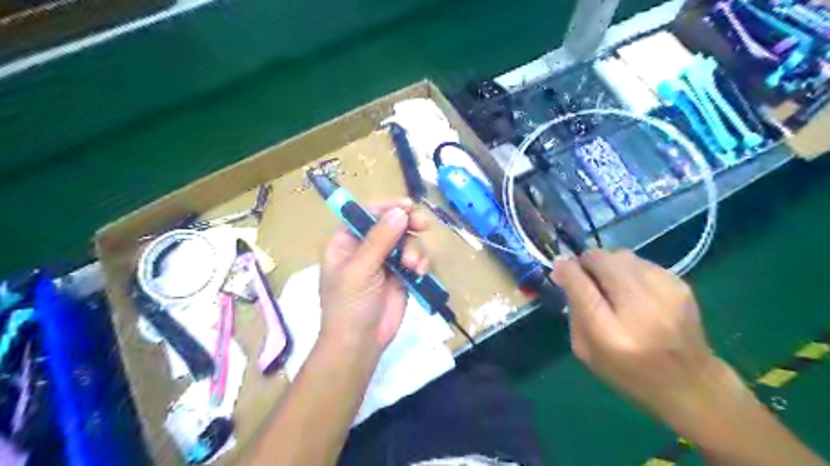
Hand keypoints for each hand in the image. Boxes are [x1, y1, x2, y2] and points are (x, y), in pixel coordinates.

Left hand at [320, 198, 430, 355]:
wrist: (360, 343)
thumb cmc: (349, 305)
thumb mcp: (360, 270)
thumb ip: (379, 240)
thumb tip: (400, 212)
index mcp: (346, 241)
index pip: (366, 212)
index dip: (386, 206)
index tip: (408, 206)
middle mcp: (365, 247)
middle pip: (390, 223)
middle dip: (407, 224)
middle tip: (422, 225)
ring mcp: (384, 261)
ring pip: (406, 240)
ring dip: (414, 249)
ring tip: (414, 266)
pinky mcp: (400, 274)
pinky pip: (415, 258)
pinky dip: (420, 262)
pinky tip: (420, 271)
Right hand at [554, 252, 741, 429]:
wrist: (691, 384)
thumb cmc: (628, 372)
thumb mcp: (586, 351)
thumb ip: (573, 310)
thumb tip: (564, 272)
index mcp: (610, 334)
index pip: (580, 284)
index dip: (566, 269)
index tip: (559, 266)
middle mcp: (640, 308)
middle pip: (602, 260)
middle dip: (587, 263)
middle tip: (586, 278)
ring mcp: (665, 292)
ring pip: (621, 254)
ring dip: (608, 265)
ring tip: (611, 286)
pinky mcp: (681, 284)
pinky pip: (640, 261)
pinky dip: (629, 270)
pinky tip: (634, 291)